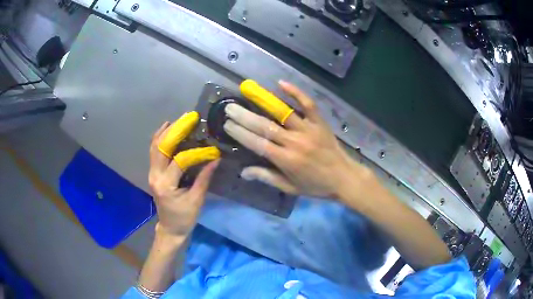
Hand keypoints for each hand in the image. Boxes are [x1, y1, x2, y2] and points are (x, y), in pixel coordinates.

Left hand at [149, 113, 219, 237]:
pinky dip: (160, 139)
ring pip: (154, 146)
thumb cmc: (184, 218)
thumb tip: (215, 159)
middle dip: (174, 131)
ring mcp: (152, 173)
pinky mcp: (153, 172)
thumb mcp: (197, 200)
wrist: (170, 228)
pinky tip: (167, 129)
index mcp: (165, 185)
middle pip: (160, 147)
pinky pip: (154, 151)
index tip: (211, 148)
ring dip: (166, 132)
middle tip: (188, 118)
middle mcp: (155, 176)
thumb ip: (204, 178)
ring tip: (178, 121)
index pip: (179, 161)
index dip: (195, 153)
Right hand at [224, 81, 371, 198]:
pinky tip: (281, 83)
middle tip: (229, 107)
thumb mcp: (290, 187)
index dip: (240, 133)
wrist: (344, 178)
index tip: (227, 124)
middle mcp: (294, 142)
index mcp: (286, 160)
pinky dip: (296, 93)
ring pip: (283, 113)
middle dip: (244, 116)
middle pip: (265, 126)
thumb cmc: (316, 185)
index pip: (257, 144)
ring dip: (263, 102)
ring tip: (247, 92)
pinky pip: (308, 104)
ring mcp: (308, 130)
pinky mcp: (320, 122)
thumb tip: (243, 172)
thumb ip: (267, 177)